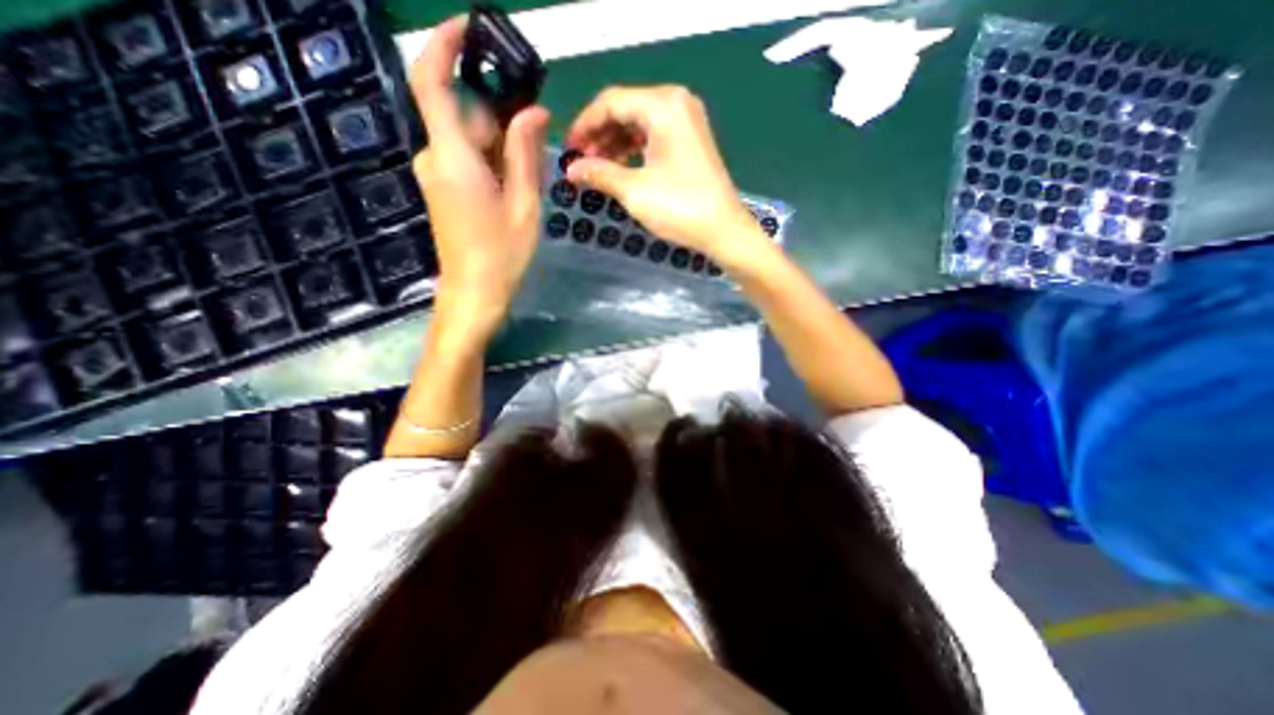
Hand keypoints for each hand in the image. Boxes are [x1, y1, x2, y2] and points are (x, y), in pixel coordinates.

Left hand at [409, 14, 547, 328]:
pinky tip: (513, 183)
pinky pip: (464, 158)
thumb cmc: (502, 254)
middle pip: (462, 115)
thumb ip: (525, 154)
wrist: (474, 292)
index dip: (443, 46)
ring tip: (529, 172)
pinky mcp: (442, 189)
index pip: (431, 82)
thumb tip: (533, 111)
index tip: (468, 28)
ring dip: (499, 143)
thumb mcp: (523, 205)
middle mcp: (435, 157)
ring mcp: (435, 174)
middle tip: (535, 135)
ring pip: (467, 138)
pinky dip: (490, 159)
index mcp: (452, 157)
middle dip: (498, 116)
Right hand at [568, 85, 766, 266]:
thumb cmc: (678, 207)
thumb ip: (599, 173)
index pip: (611, 101)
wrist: (723, 230)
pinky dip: (634, 151)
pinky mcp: (691, 142)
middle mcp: (676, 103)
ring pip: (639, 124)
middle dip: (600, 135)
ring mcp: (687, 122)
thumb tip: (570, 170)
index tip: (567, 148)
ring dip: (615, 143)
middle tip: (581, 161)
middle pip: (626, 109)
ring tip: (597, 168)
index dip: (584, 124)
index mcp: (663, 105)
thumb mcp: (634, 190)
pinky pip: (654, 137)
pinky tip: (620, 168)